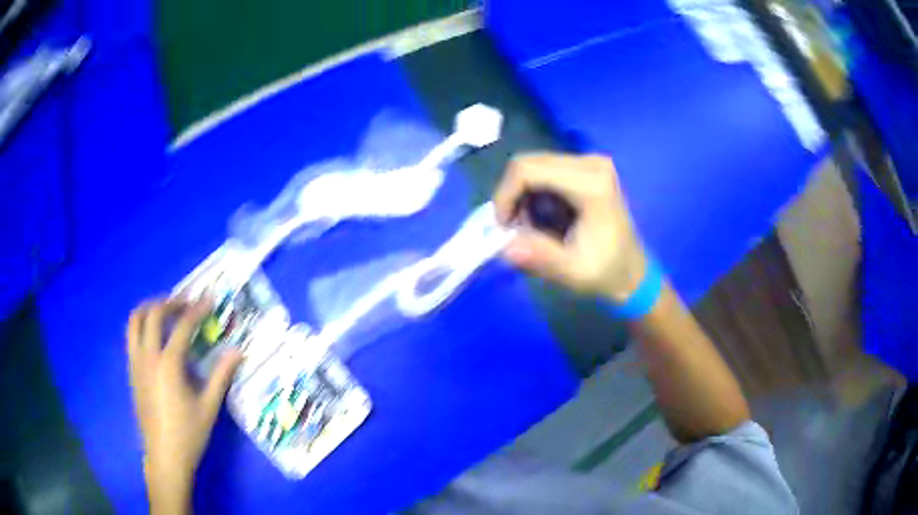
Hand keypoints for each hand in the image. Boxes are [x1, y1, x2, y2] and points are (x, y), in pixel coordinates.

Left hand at [127, 298, 242, 511]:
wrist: (164, 456)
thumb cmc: (189, 433)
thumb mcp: (209, 406)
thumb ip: (222, 376)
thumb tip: (238, 351)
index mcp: (168, 365)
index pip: (182, 326)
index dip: (197, 310)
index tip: (209, 301)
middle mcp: (148, 357)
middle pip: (153, 314)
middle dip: (170, 303)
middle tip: (186, 304)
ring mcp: (136, 363)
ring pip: (135, 321)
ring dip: (150, 309)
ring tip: (166, 311)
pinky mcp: (131, 371)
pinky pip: (131, 337)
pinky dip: (142, 326)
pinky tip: (155, 336)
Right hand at [494, 153, 647, 301]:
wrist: (632, 272)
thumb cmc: (606, 272)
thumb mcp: (573, 272)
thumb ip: (541, 257)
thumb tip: (505, 247)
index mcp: (591, 184)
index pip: (528, 170)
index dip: (505, 195)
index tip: (502, 227)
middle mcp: (591, 163)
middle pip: (527, 163)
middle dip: (512, 196)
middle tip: (516, 228)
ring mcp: (589, 162)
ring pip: (533, 166)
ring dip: (522, 196)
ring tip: (532, 227)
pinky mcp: (586, 167)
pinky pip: (544, 170)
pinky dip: (533, 193)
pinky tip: (544, 217)